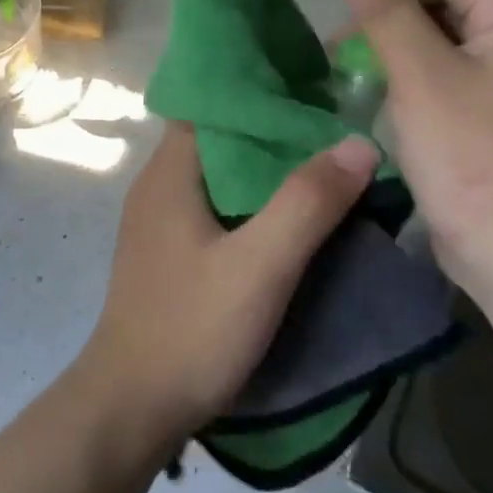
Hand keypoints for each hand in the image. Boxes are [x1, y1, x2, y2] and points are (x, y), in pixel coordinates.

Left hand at [75, 123, 378, 449]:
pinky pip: (217, 209)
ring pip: (221, 177)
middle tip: (338, 128)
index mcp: (169, 172)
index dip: (263, 92)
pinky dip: (254, 204)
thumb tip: (358, 142)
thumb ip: (307, 203)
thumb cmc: (191, 329)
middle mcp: (158, 186)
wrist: (133, 405)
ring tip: (328, 166)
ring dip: (268, 172)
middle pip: (222, 139)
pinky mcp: (170, 254)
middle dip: (276, 132)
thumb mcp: (259, 266)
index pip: (213, 105)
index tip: (316, 87)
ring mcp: (161, 222)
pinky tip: (292, 218)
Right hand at [337, 0, 492, 298]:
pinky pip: (458, 79)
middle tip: (341, 50)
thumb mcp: (418, 74)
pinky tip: (385, 101)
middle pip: (453, 6)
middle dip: (393, 21)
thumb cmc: (470, 153)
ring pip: (451, 45)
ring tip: (353, 75)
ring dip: (400, 53)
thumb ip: (384, 11)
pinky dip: (419, 82)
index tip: (346, 11)